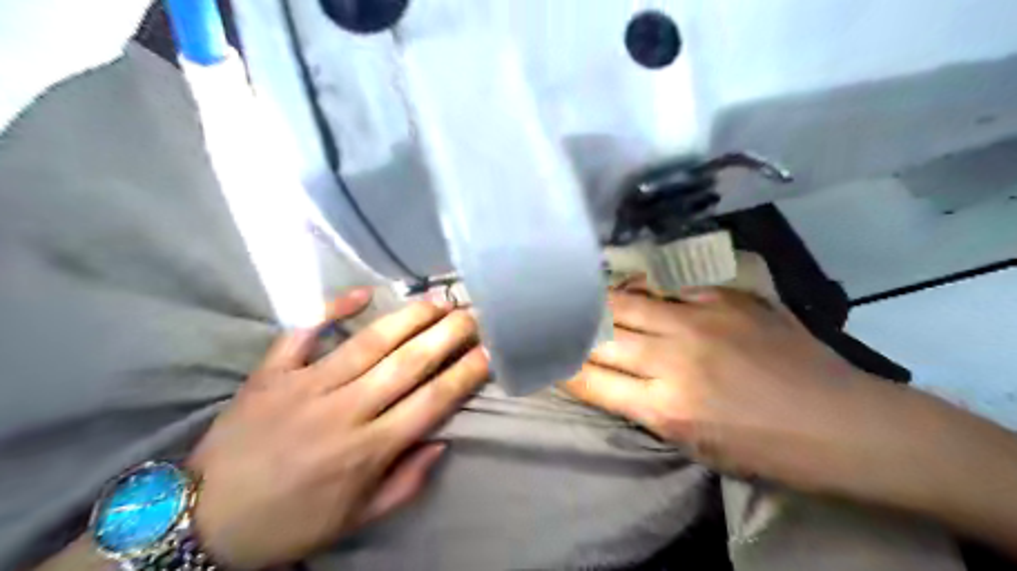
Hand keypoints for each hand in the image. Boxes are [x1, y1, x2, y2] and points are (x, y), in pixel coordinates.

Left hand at [192, 293, 493, 567]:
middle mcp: (345, 411)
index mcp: (368, 449)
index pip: (431, 402)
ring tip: (437, 301)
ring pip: (369, 342)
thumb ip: (405, 482)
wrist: (203, 518)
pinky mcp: (272, 372)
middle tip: (471, 315)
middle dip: (447, 336)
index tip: (487, 353)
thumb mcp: (356, 518)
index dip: (463, 375)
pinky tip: (363, 293)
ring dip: (409, 318)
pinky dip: (332, 309)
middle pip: (408, 364)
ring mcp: (306, 386)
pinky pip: (304, 332)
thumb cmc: (291, 520)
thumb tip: (441, 440)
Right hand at [565, 287, 903, 496]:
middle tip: (556, 317)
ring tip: (582, 295)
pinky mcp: (725, 300)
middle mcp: (674, 359)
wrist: (841, 422)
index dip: (562, 366)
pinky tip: (632, 288)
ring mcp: (700, 322)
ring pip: (628, 303)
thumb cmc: (766, 449)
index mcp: (666, 408)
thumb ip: (647, 407)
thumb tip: (613, 377)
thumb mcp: (695, 445)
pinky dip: (643, 291)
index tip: (546, 355)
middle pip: (602, 335)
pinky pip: (668, 289)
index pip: (591, 380)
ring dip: (600, 302)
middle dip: (573, 328)